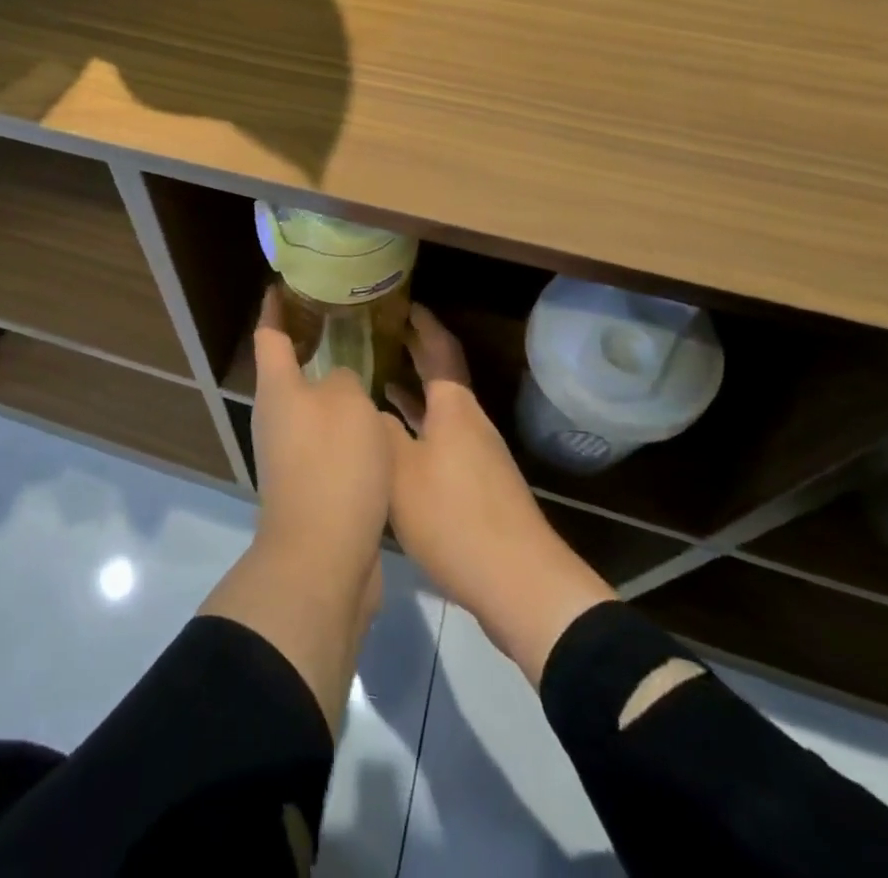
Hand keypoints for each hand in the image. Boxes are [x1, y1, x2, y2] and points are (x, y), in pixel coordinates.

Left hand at [251, 288, 394, 580]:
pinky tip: (373, 419)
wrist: (323, 555)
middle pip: (286, 370)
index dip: (275, 306)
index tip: (282, 283)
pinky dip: (344, 423)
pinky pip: (325, 439)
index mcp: (277, 388)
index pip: (269, 333)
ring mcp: (288, 453)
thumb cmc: (333, 464)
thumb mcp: (349, 403)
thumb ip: (345, 379)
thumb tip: (338, 384)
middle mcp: (275, 416)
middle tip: (342, 320)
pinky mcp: (309, 484)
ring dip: (331, 386)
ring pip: (309, 406)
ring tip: (365, 365)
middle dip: (309, 344)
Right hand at [386, 305, 615, 683]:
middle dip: (416, 353)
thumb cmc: (454, 516)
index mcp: (454, 408)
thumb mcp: (401, 470)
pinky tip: (398, 443)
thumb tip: (369, 408)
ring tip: (379, 379)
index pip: (440, 350)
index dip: (423, 324)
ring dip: (414, 392)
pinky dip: (419, 427)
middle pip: (442, 377)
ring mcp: (477, 456)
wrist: (518, 584)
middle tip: (383, 333)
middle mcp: (470, 423)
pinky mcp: (478, 487)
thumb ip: (380, 432)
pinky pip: (442, 439)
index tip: (403, 303)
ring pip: (440, 411)